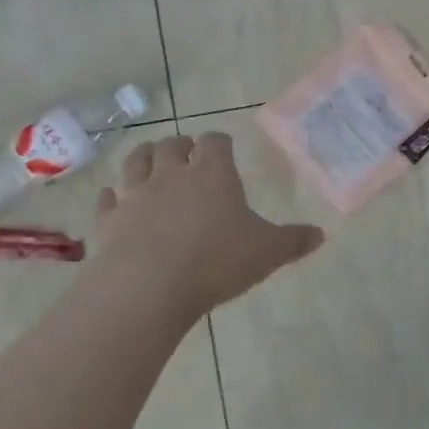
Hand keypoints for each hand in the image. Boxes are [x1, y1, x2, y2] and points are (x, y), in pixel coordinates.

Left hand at [86, 133, 322, 322]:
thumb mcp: (267, 253)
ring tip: (151, 160)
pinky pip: (107, 200)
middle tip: (189, 155)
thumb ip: (294, 241)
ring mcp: (135, 195)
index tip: (225, 149)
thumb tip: (321, 234)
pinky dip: (112, 197)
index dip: (220, 142)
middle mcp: (171, 175)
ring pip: (136, 162)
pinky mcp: (108, 221)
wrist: (147, 287)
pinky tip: (114, 200)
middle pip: (172, 145)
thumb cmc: (215, 262)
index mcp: (212, 173)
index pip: (215, 141)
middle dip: (181, 146)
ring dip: (145, 157)